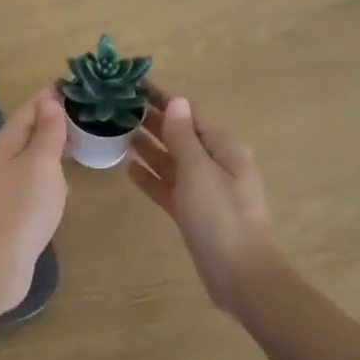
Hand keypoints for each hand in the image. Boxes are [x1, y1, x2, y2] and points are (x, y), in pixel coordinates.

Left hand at [0, 91, 69, 314]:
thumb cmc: (22, 206)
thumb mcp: (41, 162)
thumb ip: (47, 132)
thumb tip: (49, 101)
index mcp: (6, 141)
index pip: (29, 108)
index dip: (50, 96)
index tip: (76, 84)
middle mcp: (1, 158)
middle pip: (27, 129)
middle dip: (52, 117)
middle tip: (85, 109)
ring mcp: (5, 183)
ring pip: (30, 152)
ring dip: (51, 142)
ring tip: (79, 136)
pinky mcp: (12, 206)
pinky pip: (33, 175)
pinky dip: (49, 166)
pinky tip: (63, 174)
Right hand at [127, 87, 284, 317]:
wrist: (241, 276)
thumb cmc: (221, 217)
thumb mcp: (199, 171)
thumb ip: (183, 137)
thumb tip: (177, 102)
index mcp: (223, 148)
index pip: (190, 113)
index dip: (164, 98)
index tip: (135, 84)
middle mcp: (215, 164)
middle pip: (180, 135)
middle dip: (154, 120)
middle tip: (119, 105)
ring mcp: (204, 190)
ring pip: (172, 160)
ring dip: (149, 145)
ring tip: (119, 131)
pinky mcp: (193, 212)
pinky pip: (168, 186)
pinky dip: (151, 176)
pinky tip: (129, 168)